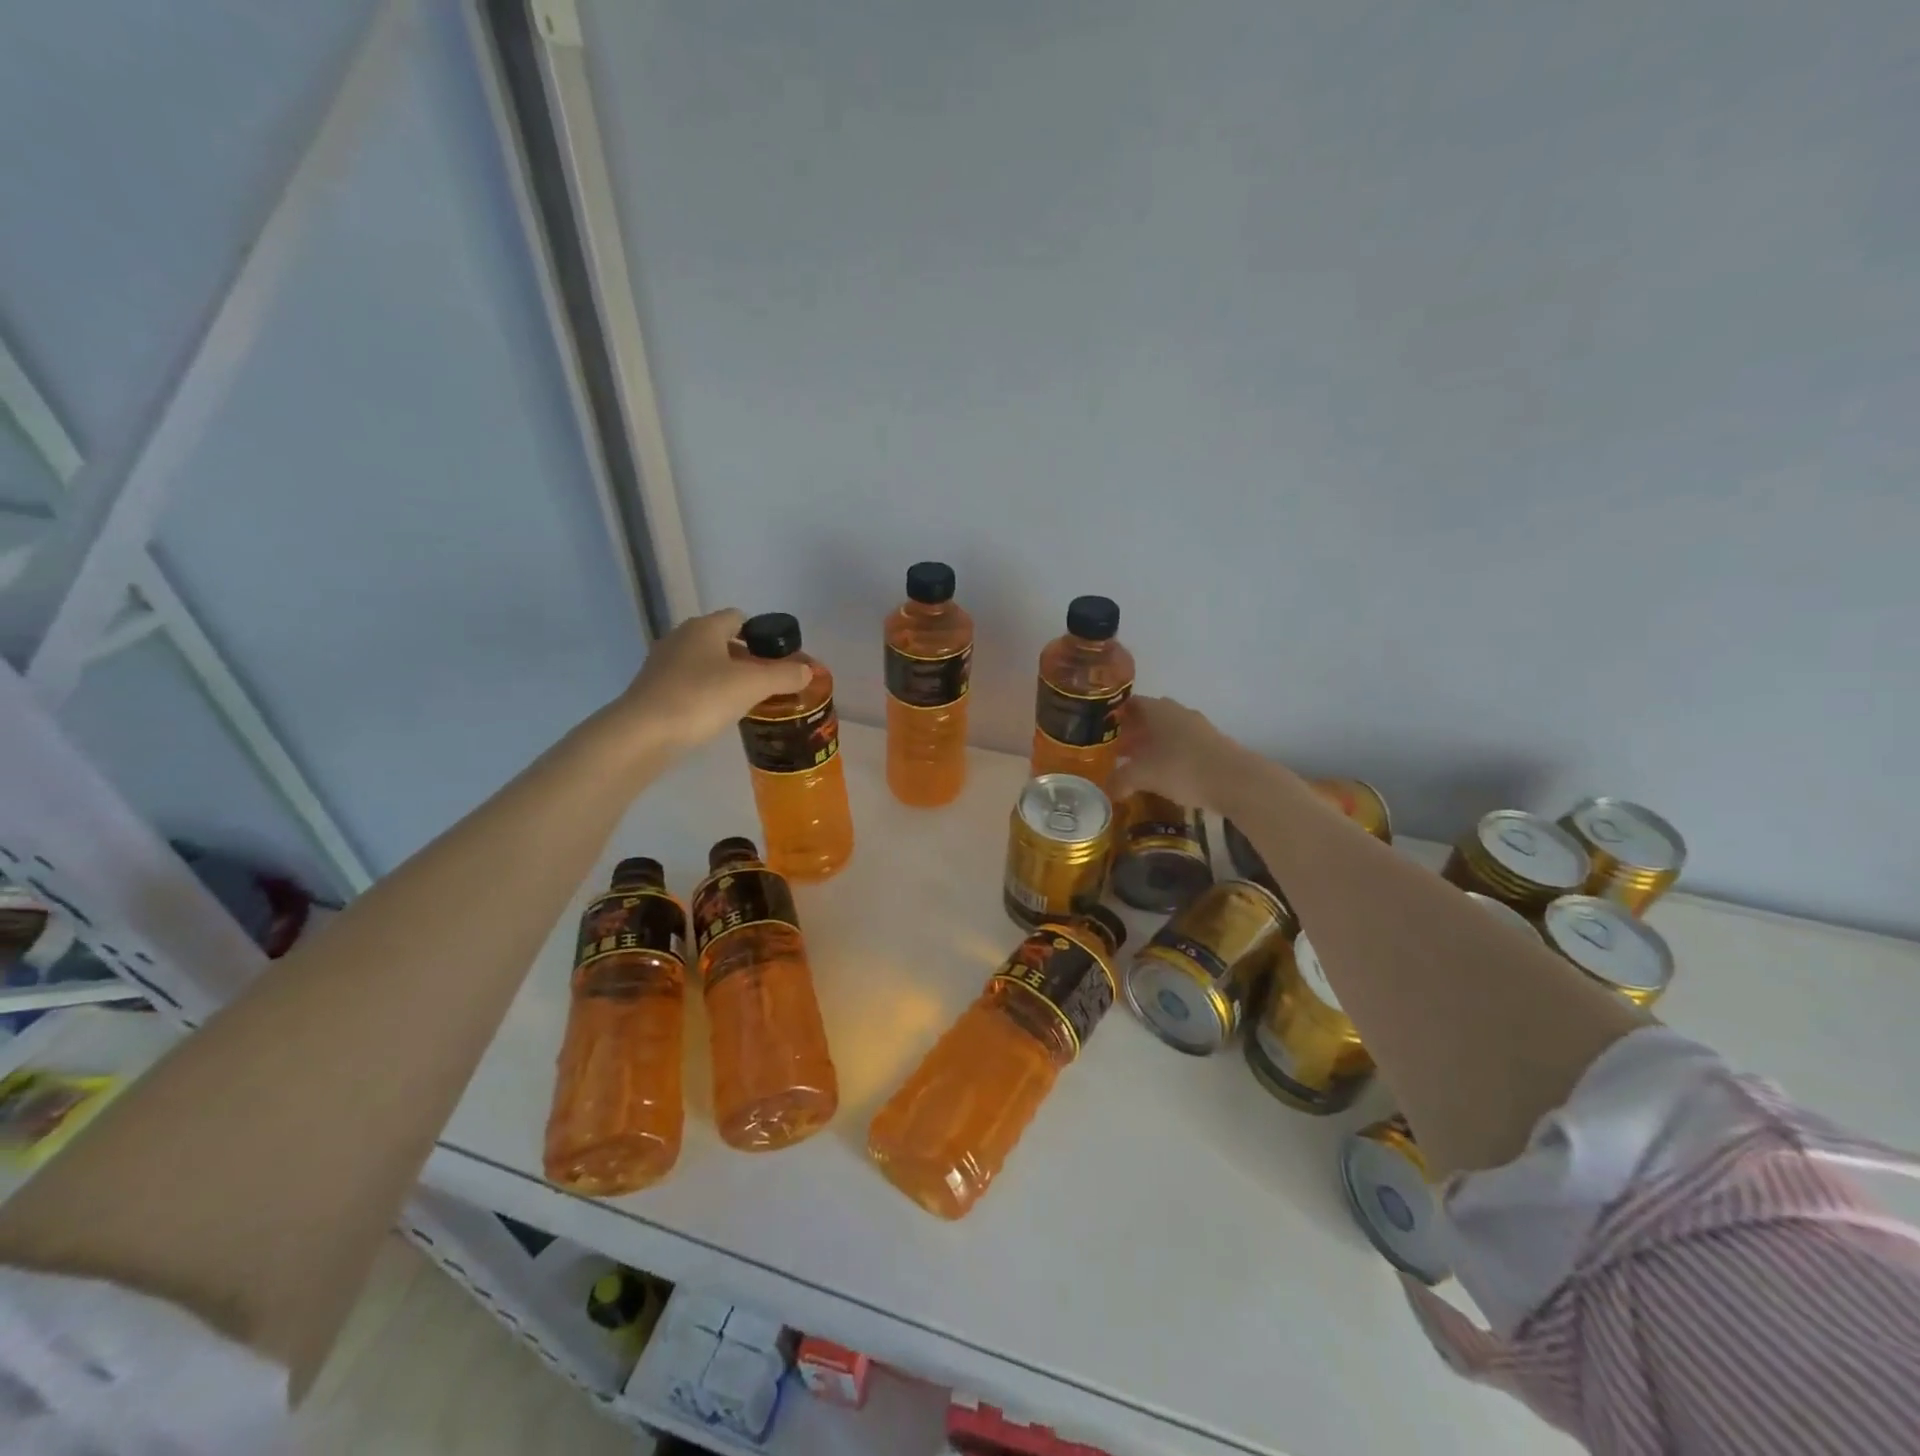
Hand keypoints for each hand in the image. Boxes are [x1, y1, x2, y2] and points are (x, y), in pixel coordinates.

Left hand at [614, 609, 811, 751]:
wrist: (642, 734)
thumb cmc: (700, 698)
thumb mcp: (752, 685)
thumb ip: (784, 675)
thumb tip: (808, 670)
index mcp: (704, 627)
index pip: (739, 617)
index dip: (762, 634)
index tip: (779, 658)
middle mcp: (681, 638)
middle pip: (723, 641)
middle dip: (747, 658)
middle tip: (770, 682)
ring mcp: (663, 664)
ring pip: (705, 664)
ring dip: (726, 677)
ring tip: (748, 701)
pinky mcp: (653, 690)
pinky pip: (690, 684)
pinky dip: (707, 694)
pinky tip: (718, 714)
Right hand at [1110, 695, 1249, 811]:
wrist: (1235, 780)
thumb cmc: (1181, 768)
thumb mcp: (1142, 776)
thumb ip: (1120, 779)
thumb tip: (1108, 788)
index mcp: (1157, 709)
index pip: (1130, 703)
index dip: (1115, 716)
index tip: (1104, 732)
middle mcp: (1177, 711)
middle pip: (1149, 717)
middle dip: (1133, 733)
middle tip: (1118, 752)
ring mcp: (1198, 727)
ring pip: (1168, 732)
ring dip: (1153, 746)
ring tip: (1140, 767)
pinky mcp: (1213, 744)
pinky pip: (1184, 745)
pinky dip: (1171, 756)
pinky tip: (1166, 775)